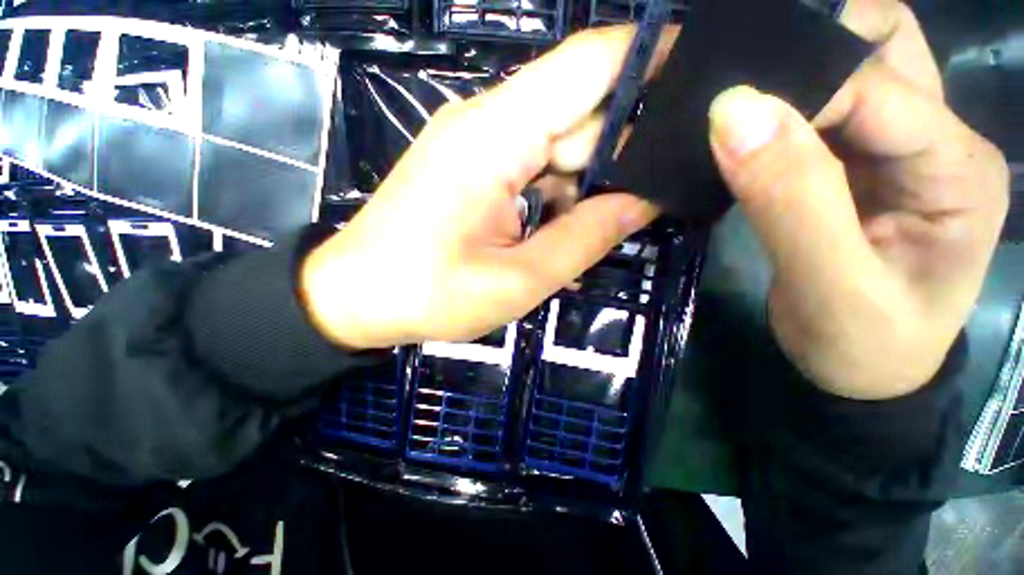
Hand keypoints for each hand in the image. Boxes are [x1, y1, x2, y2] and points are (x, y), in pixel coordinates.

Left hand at [300, 27, 672, 348]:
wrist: (358, 296)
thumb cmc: (429, 295)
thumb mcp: (518, 280)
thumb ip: (584, 237)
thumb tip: (641, 201)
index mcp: (495, 138)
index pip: (587, 65)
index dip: (648, 58)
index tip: (699, 79)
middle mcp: (488, 124)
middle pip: (578, 112)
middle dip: (620, 150)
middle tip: (657, 192)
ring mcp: (477, 146)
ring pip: (558, 146)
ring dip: (588, 182)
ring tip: (613, 222)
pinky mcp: (473, 170)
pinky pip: (534, 168)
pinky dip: (560, 195)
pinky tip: (570, 229)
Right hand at [708, 0, 1008, 398]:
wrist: (862, 371)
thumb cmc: (860, 345)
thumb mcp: (829, 285)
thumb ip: (789, 199)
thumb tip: (732, 114)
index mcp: (955, 166)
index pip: (870, 89)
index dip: (794, 95)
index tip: (722, 120)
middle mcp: (937, 138)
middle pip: (880, 48)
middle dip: (804, 46)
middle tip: (734, 80)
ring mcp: (900, 148)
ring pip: (852, 69)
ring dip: (792, 70)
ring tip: (734, 97)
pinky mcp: (861, 165)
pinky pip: (822, 110)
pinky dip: (781, 105)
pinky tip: (745, 124)